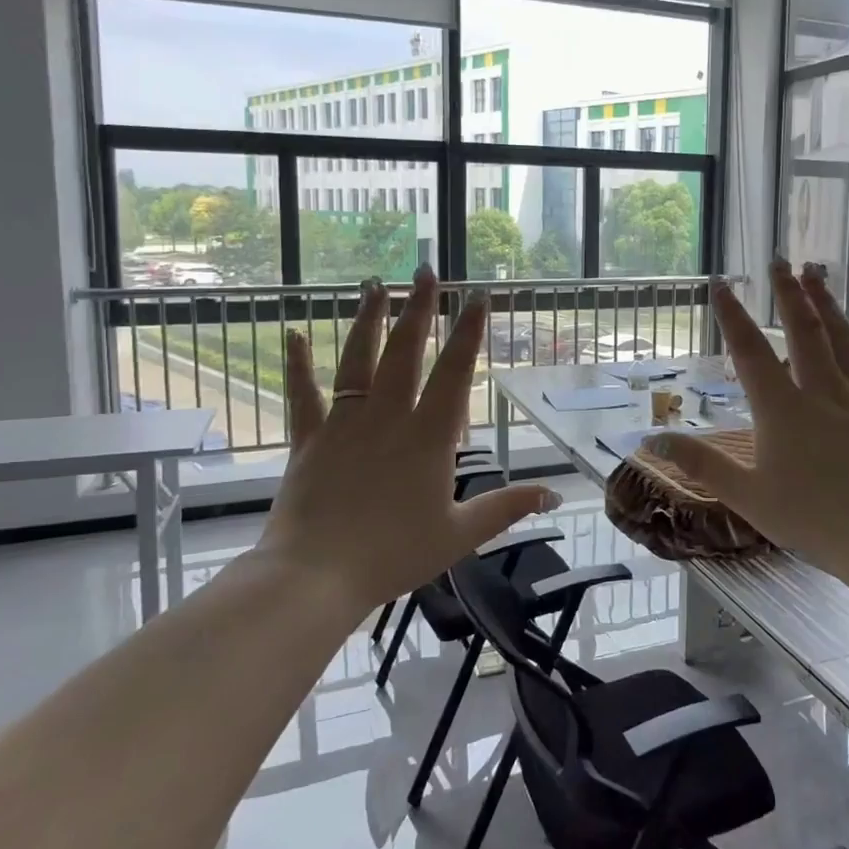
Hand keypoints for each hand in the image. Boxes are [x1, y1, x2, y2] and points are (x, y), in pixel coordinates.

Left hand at [257, 268, 560, 613]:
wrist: (316, 577)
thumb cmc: (394, 555)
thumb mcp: (460, 535)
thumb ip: (506, 508)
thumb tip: (554, 495)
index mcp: (428, 438)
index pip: (454, 373)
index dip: (468, 333)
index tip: (477, 297)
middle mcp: (388, 418)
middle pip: (405, 352)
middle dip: (418, 309)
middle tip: (425, 271)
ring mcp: (345, 425)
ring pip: (357, 361)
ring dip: (367, 320)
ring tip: (374, 285)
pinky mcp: (309, 440)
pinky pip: (305, 396)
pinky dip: (299, 365)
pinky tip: (295, 334)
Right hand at [648, 260, 848, 584]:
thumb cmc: (813, 520)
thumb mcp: (747, 496)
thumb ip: (701, 464)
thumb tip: (653, 439)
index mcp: (782, 408)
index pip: (750, 351)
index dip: (732, 315)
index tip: (721, 283)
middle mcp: (822, 392)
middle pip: (803, 331)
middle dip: (788, 293)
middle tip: (780, 260)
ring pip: (843, 342)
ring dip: (829, 305)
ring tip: (818, 273)